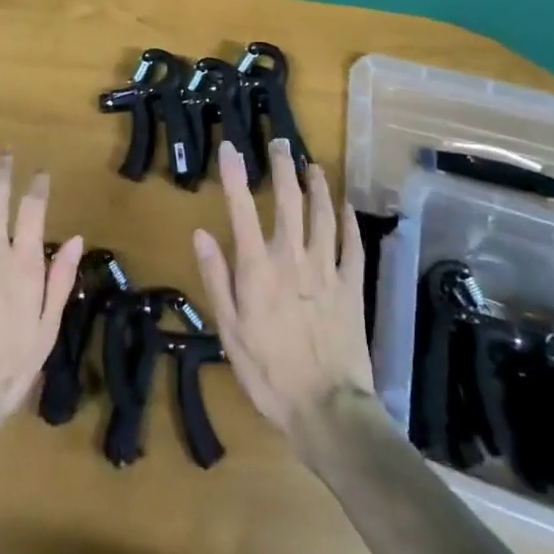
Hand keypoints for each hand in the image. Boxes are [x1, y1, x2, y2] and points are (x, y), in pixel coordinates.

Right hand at [192, 137, 374, 444]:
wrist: (327, 410)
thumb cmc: (269, 373)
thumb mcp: (230, 331)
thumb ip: (217, 279)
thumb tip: (200, 233)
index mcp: (258, 268)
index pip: (242, 209)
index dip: (234, 175)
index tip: (230, 147)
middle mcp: (292, 257)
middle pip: (289, 201)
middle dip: (283, 168)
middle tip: (281, 143)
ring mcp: (326, 269)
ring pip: (324, 215)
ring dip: (318, 187)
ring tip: (313, 166)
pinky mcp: (352, 287)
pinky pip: (353, 246)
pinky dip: (350, 222)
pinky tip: (347, 206)